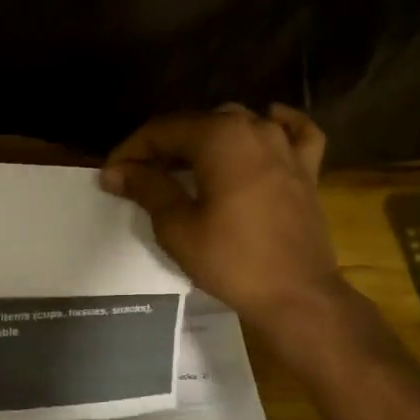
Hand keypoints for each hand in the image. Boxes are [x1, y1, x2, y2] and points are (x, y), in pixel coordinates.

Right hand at [101, 105, 346, 337]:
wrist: (297, 295)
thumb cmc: (231, 260)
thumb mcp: (177, 226)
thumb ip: (147, 187)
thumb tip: (117, 170)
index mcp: (219, 136)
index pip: (162, 131)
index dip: (131, 150)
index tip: (112, 176)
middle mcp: (254, 128)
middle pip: (197, 125)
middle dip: (163, 147)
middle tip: (139, 177)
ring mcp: (286, 146)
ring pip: (238, 125)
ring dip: (206, 140)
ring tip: (184, 167)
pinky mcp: (307, 169)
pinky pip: (293, 134)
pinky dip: (276, 126)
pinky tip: (265, 126)